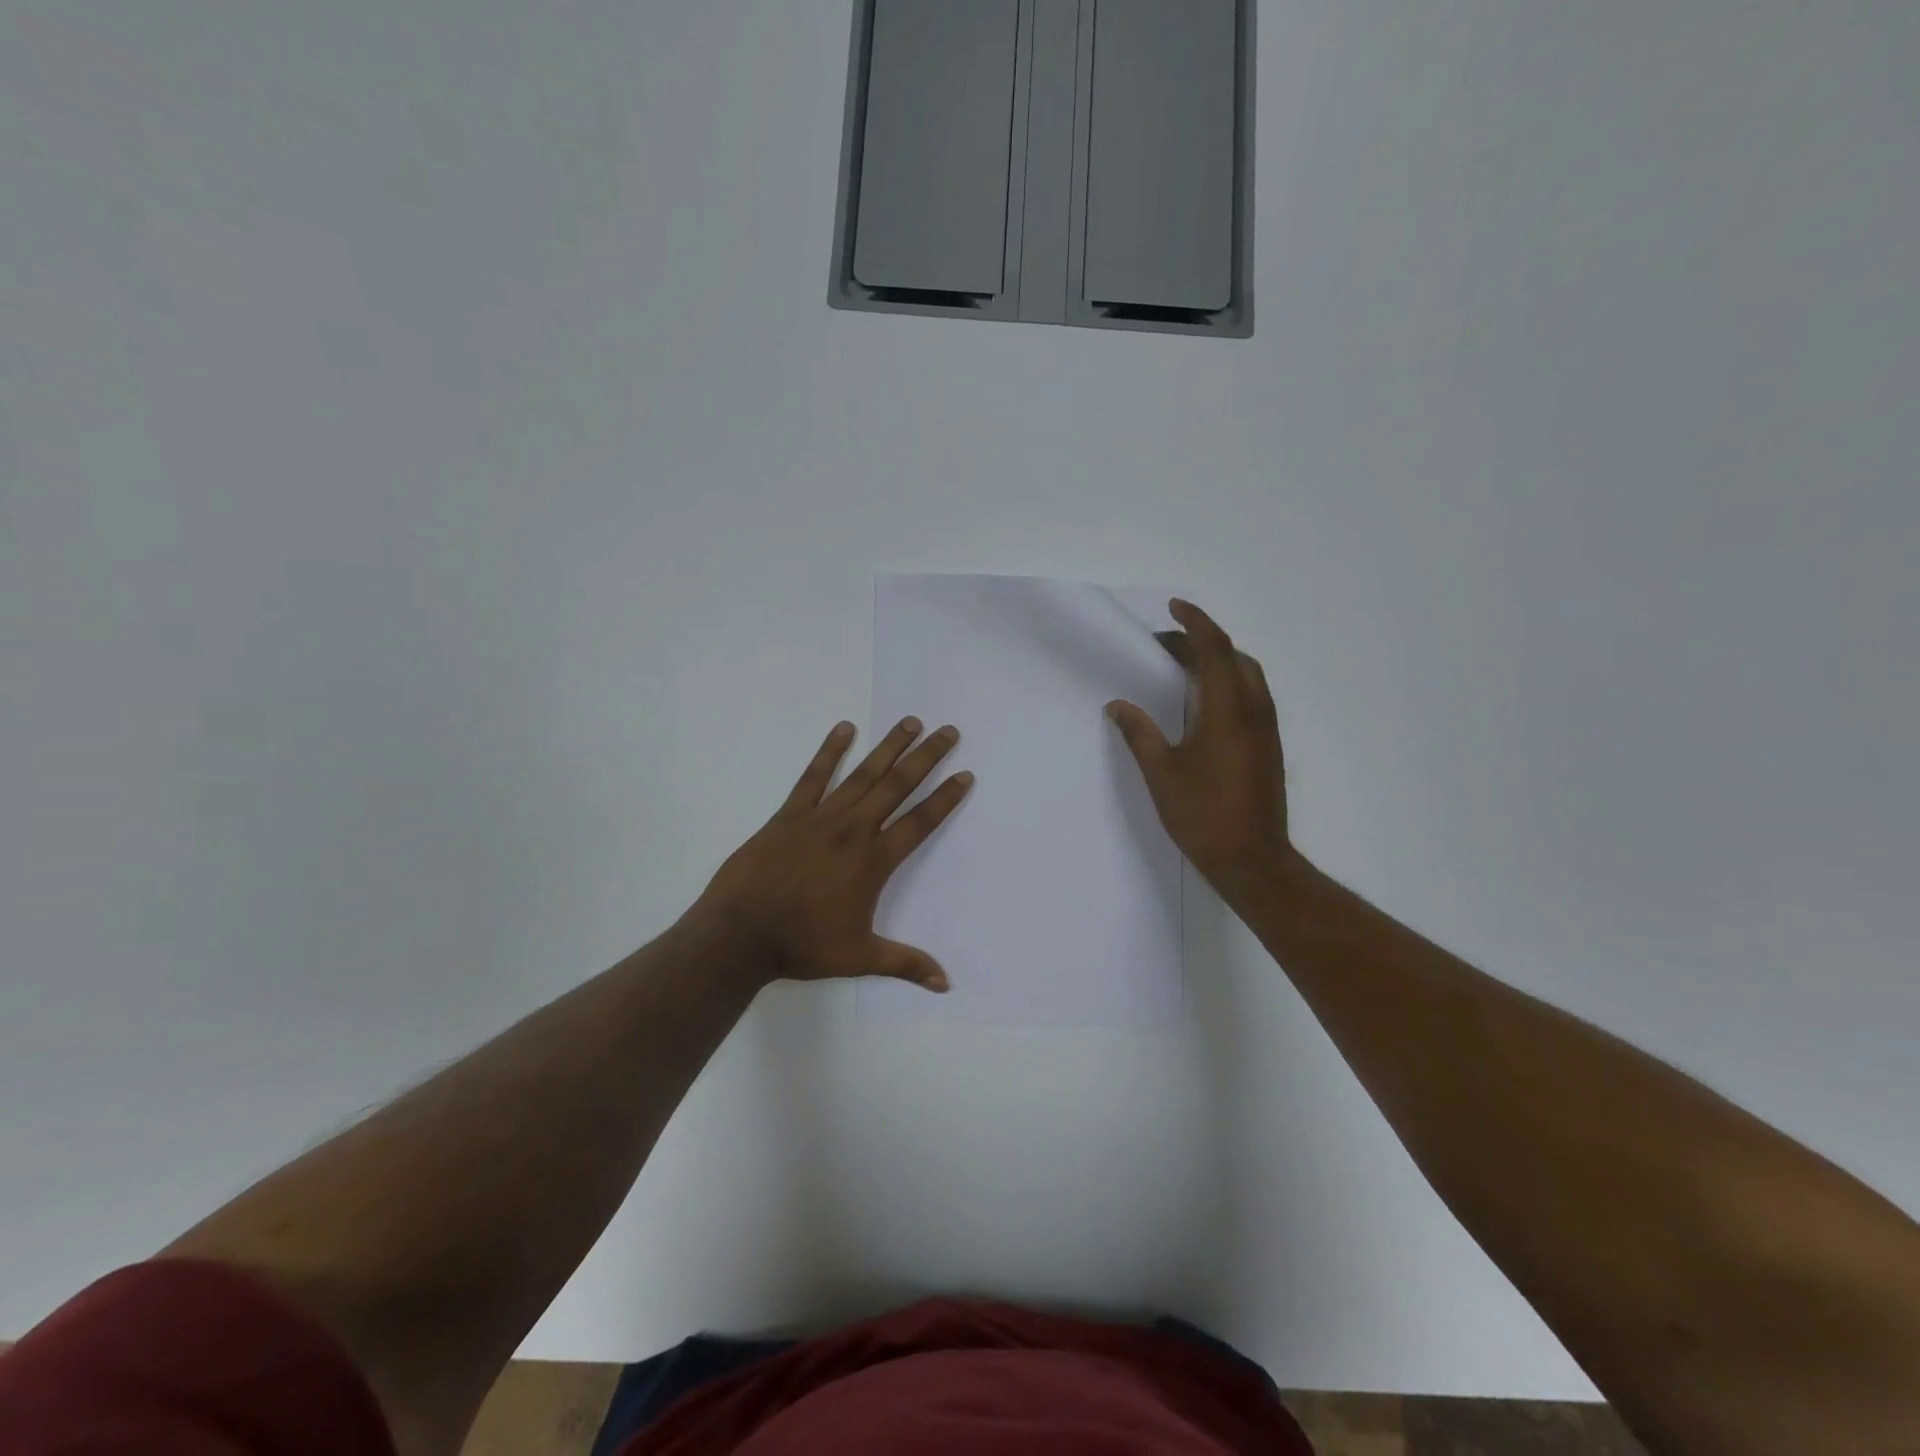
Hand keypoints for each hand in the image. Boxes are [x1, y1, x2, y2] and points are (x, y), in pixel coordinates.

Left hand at [691, 717, 972, 991]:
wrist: (739, 933)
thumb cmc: (801, 945)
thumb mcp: (859, 957)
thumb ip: (904, 963)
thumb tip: (946, 983)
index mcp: (874, 862)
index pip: (920, 822)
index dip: (945, 798)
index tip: (965, 775)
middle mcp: (853, 830)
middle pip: (897, 786)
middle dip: (926, 757)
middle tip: (948, 731)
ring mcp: (820, 817)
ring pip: (862, 774)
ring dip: (888, 747)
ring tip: (909, 722)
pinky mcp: (790, 814)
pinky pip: (814, 775)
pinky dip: (830, 751)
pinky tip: (844, 728)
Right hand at [1106, 599, 1291, 900]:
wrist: (1252, 858)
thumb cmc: (1203, 814)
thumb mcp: (1161, 772)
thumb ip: (1139, 732)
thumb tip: (1118, 705)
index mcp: (1227, 708)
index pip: (1214, 648)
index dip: (1194, 622)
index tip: (1174, 607)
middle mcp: (1254, 709)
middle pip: (1232, 656)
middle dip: (1200, 642)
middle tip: (1164, 648)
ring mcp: (1266, 727)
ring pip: (1246, 675)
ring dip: (1216, 661)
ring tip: (1181, 670)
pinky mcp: (1269, 744)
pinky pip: (1251, 695)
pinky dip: (1227, 682)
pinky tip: (1202, 703)